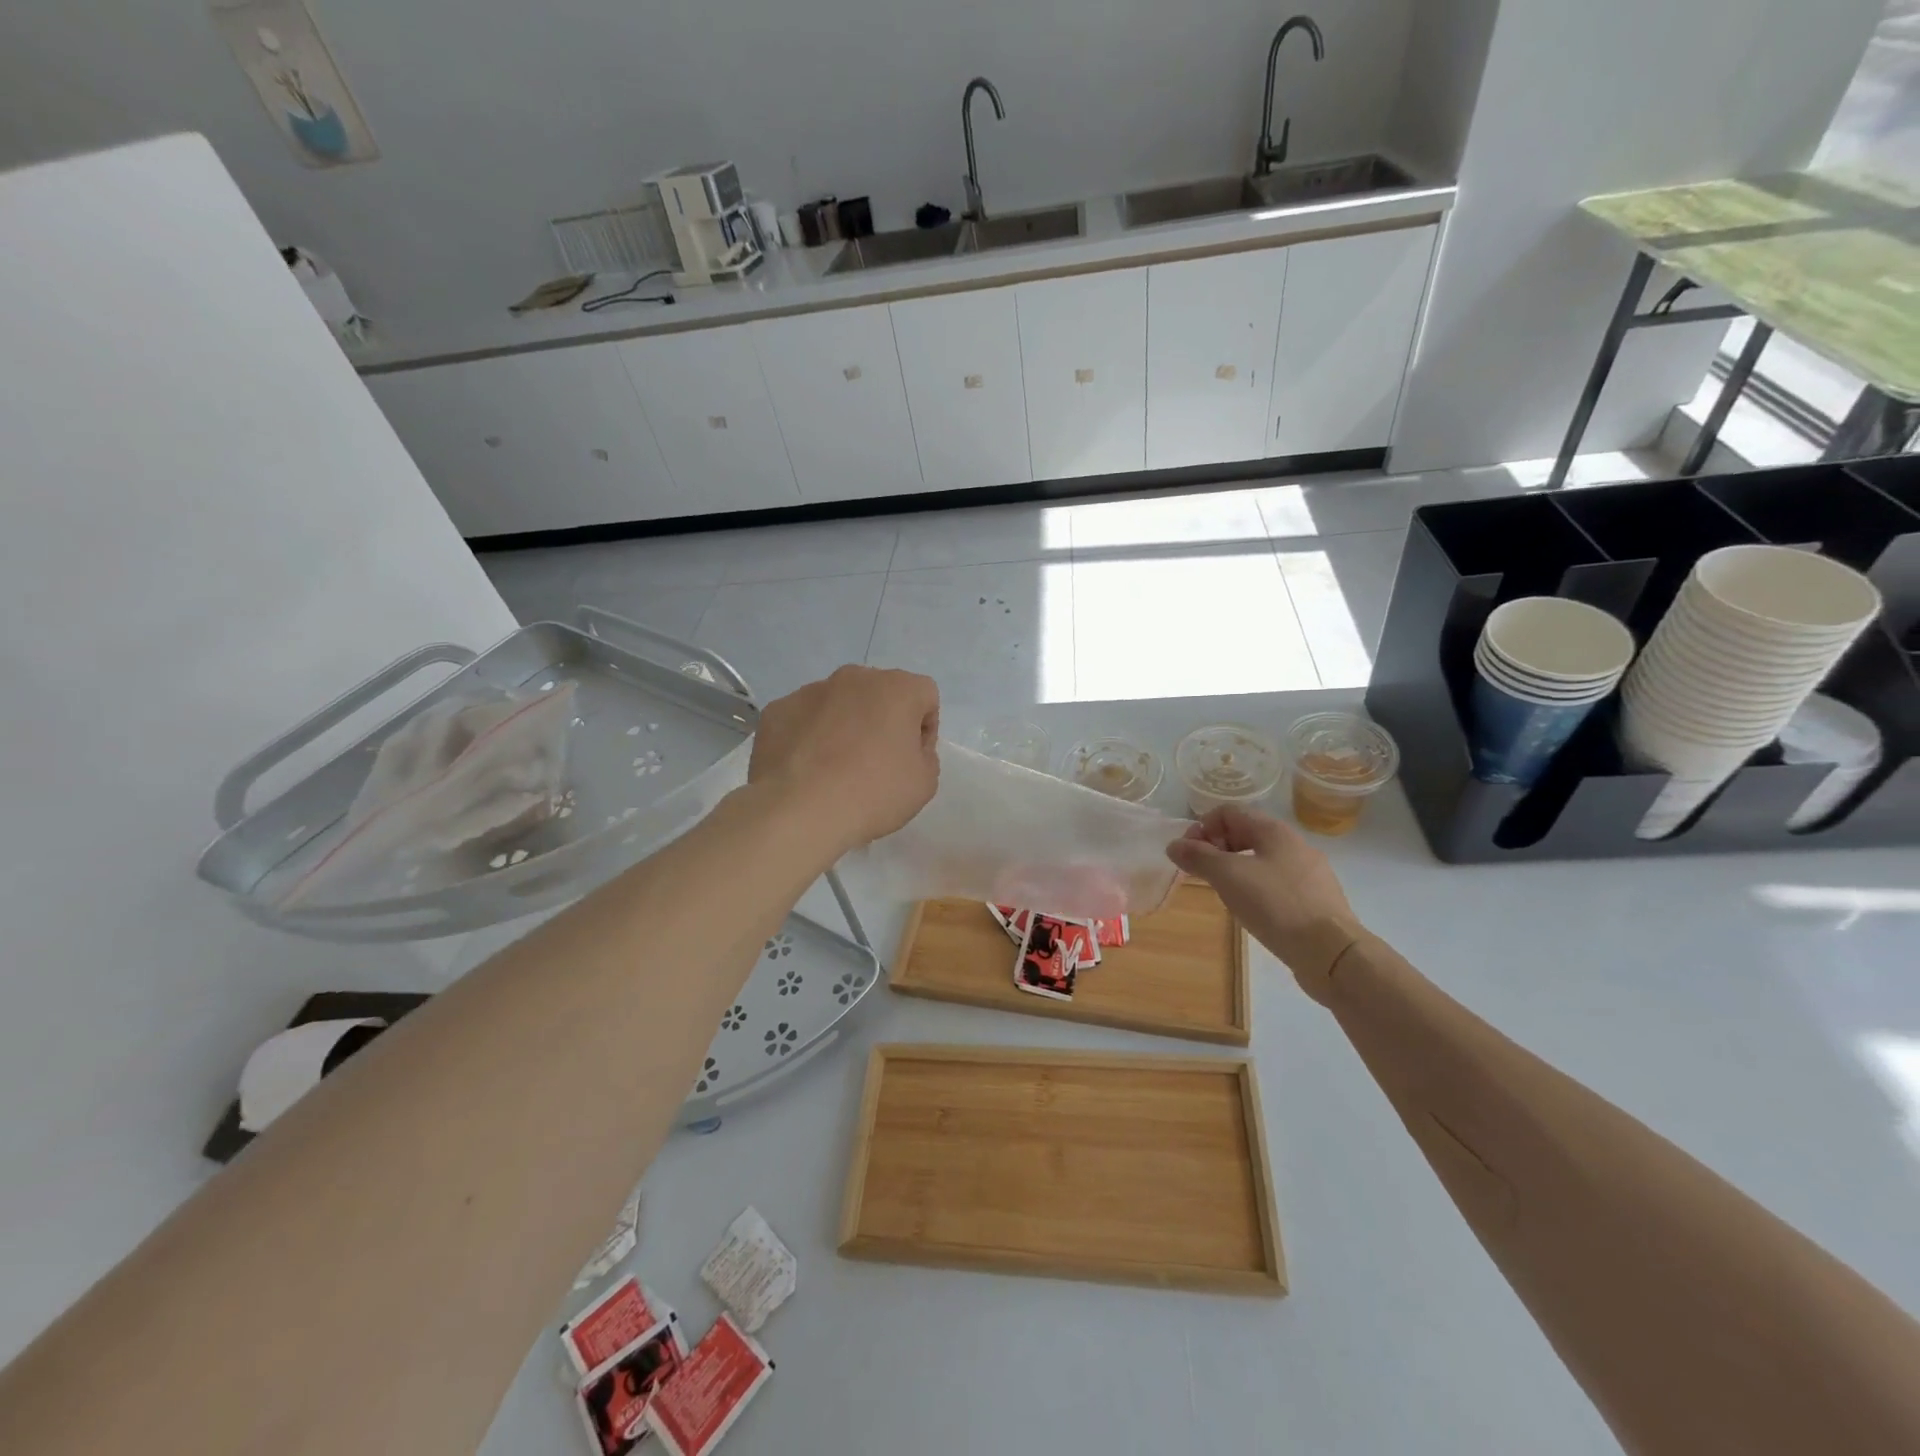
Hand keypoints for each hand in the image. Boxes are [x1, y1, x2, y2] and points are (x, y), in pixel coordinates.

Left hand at [749, 666, 939, 854]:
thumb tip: (906, 748)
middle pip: (879, 694)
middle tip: (876, 763)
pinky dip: (809, 737)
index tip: (912, 760)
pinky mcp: (777, 710)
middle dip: (882, 721)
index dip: (924, 729)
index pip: (924, 696)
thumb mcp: (925, 783)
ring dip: (844, 726)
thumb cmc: (873, 793)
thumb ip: (925, 755)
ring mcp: (810, 691)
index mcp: (897, 688)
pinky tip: (806, 770)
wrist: (799, 811)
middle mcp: (854, 678)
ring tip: (835, 769)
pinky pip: (803, 719)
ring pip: (838, 704)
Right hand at [1166, 805, 1362, 1000]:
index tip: (1190, 855)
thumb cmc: (1276, 905)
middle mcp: (1295, 844)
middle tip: (1203, 874)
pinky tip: (1254, 911)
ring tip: (1225, 894)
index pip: (1229, 812)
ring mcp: (1309, 873)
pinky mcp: (1316, 899)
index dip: (1203, 827)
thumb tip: (1174, 845)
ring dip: (1235, 869)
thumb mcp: (1228, 877)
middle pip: (1245, 833)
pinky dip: (1257, 888)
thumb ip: (1198, 857)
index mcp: (1274, 831)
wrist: (1332, 953)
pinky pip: (1277, 882)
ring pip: (1262, 859)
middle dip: (1217, 848)